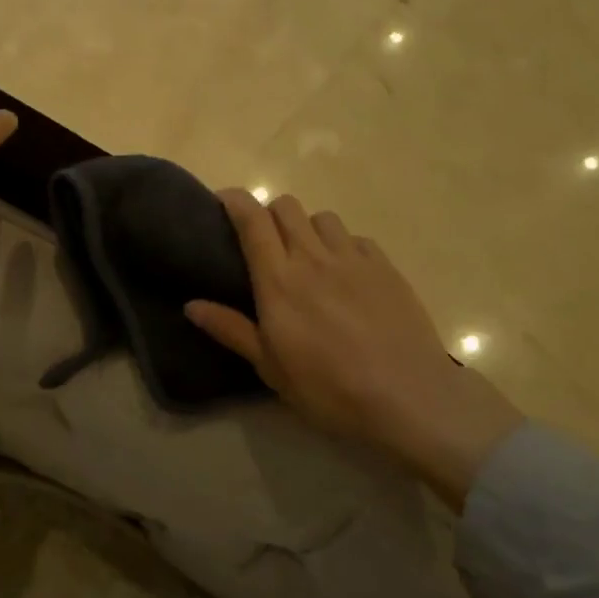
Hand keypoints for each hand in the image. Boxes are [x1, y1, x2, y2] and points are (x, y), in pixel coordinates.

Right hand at [185, 190, 524, 508]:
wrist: (407, 397)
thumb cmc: (328, 389)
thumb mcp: (270, 367)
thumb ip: (231, 329)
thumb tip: (191, 306)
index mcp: (278, 281)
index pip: (252, 220)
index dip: (235, 201)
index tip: (223, 200)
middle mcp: (313, 258)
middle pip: (286, 207)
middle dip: (269, 213)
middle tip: (265, 242)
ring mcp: (354, 259)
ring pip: (322, 218)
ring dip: (306, 228)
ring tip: (307, 257)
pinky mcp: (385, 267)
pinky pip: (356, 238)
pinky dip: (342, 245)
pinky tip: (346, 274)